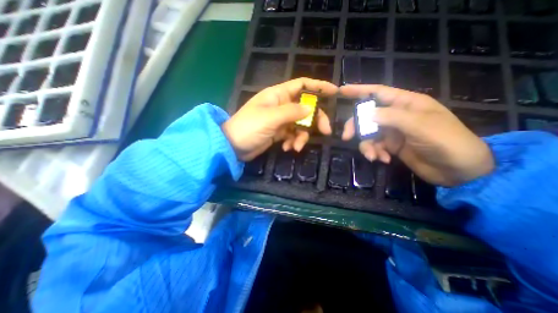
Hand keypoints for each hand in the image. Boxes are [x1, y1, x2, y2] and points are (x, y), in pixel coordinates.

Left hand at [221, 77, 335, 161]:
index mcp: (278, 95)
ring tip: (295, 147)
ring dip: (301, 136)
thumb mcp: (270, 118)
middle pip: (305, 108)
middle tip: (325, 131)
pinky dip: (292, 142)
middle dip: (315, 119)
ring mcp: (280, 120)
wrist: (233, 146)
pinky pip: (292, 135)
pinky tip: (286, 148)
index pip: (301, 85)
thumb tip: (311, 109)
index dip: (318, 86)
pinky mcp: (279, 133)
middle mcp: (281, 105)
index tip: (334, 92)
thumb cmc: (249, 128)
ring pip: (300, 124)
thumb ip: (292, 112)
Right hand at [341, 83, 491, 185]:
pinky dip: (375, 153)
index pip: (378, 92)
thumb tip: (365, 114)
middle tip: (347, 137)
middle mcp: (396, 116)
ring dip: (367, 146)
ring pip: (368, 134)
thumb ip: (391, 117)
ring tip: (373, 156)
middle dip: (356, 126)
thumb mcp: (420, 126)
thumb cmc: (446, 141)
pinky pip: (374, 146)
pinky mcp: (391, 146)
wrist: (458, 170)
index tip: (341, 90)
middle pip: (366, 116)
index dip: (359, 90)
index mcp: (405, 103)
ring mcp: (392, 132)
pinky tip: (383, 160)